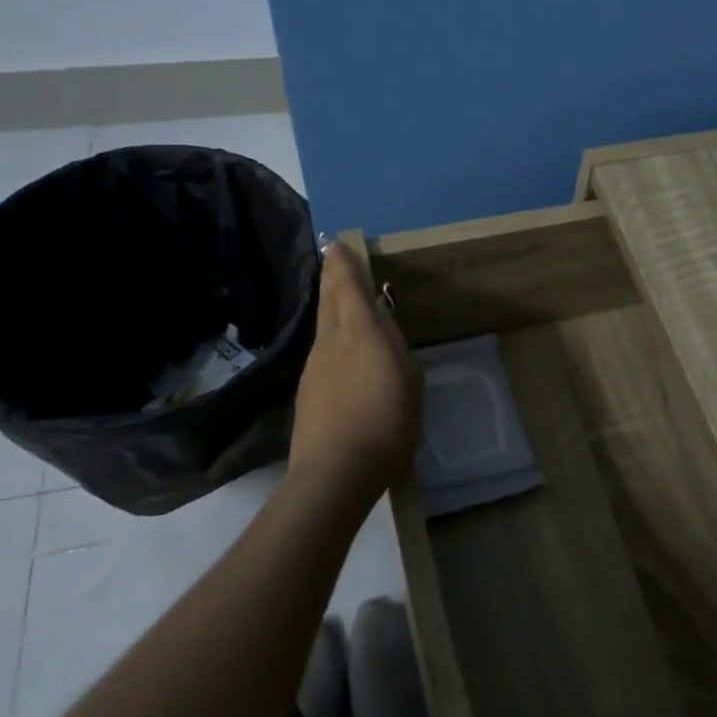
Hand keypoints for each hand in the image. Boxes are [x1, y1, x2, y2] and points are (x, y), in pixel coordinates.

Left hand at [288, 241, 422, 502]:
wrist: (336, 473)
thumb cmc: (386, 423)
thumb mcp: (408, 380)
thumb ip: (395, 348)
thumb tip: (382, 326)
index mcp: (359, 333)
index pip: (347, 287)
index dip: (343, 264)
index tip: (337, 243)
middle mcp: (330, 343)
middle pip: (328, 301)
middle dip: (331, 277)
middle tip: (333, 258)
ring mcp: (313, 368)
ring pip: (323, 327)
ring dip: (331, 308)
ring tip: (341, 301)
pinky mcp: (307, 394)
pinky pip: (322, 354)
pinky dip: (331, 341)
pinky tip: (342, 354)